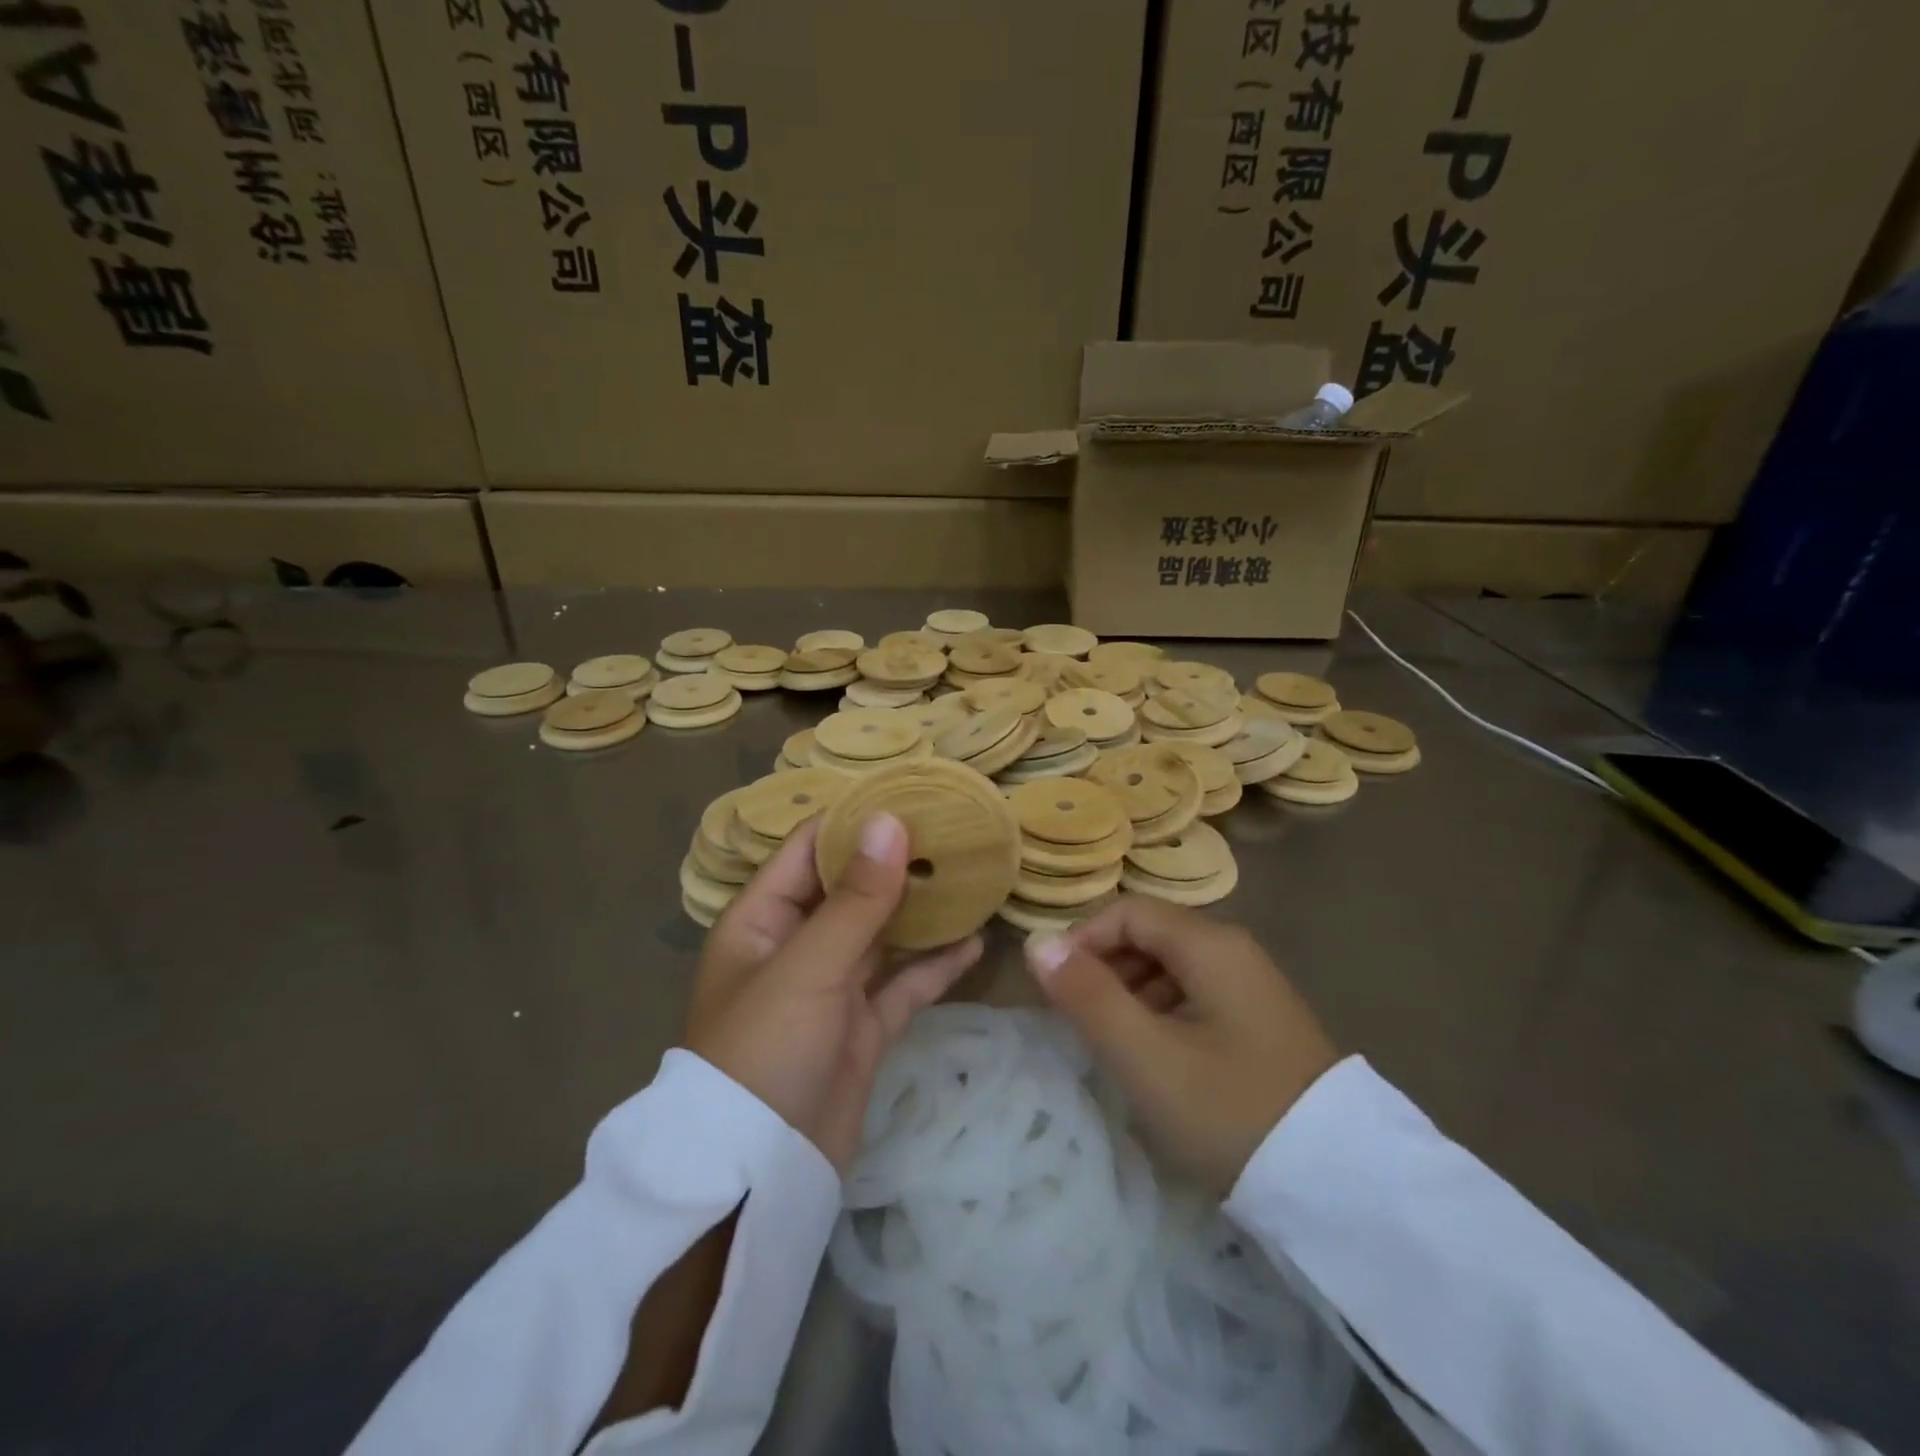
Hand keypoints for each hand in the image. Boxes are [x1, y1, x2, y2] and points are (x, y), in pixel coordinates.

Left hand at [685, 812, 982, 1170]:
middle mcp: (796, 945)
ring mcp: (832, 988)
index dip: (856, 821)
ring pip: (883, 934)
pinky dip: (936, 965)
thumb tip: (891, 820)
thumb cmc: (765, 1050)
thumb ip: (856, 897)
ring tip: (972, 876)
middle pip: (852, 889)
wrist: (760, 1173)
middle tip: (956, 831)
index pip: (810, 850)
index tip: (911, 795)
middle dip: (898, 862)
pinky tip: (976, 942)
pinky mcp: (862, 1027)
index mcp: (763, 919)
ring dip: (923, 911)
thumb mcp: (809, 966)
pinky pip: (904, 984)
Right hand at [1023, 899, 1339, 1195]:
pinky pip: (1195, 996)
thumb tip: (1037, 942)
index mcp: (1210, 944)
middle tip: (1077, 1021)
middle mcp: (1235, 950)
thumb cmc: (1230, 1110)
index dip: (1082, 939)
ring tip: (1111, 1044)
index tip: (1054, 988)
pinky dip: (1161, 1013)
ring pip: (1171, 968)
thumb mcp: (1146, 1056)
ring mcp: (1253, 986)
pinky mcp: (1261, 1022)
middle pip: (1150, 935)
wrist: (1340, 1188)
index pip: (1127, 912)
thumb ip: (1087, 995)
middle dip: (1104, 968)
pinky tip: (1156, 1059)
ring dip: (1130, 994)